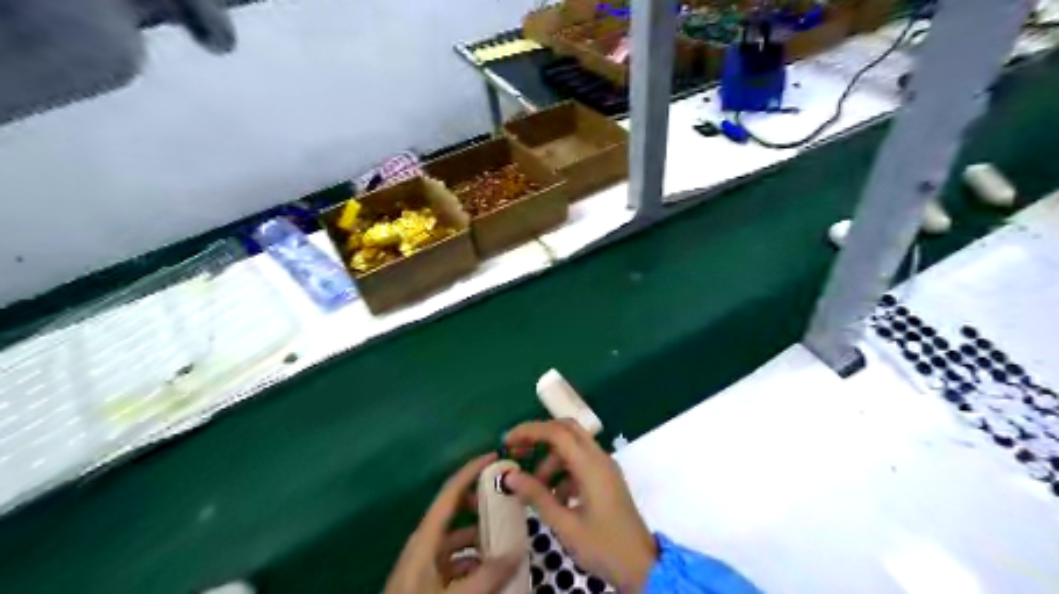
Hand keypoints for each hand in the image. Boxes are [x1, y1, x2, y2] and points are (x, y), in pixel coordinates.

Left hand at [388, 455, 521, 593]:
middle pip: (454, 510)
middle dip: (481, 498)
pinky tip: (490, 565)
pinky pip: (454, 557)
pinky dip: (473, 554)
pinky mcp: (427, 580)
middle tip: (509, 494)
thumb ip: (488, 573)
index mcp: (426, 537)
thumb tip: (518, 548)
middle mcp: (424, 542)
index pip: (450, 491)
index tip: (496, 457)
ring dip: (479, 528)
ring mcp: (424, 562)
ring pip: (456, 535)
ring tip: (507, 530)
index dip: (472, 470)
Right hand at [501, 420, 654, 590]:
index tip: (507, 441)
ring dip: (551, 460)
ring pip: (573, 447)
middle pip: (567, 430)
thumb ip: (537, 496)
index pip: (557, 432)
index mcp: (591, 465)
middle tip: (517, 451)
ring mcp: (605, 467)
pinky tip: (555, 498)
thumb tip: (510, 476)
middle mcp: (600, 458)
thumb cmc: (603, 546)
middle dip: (539, 436)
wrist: (641, 567)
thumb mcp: (565, 524)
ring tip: (534, 488)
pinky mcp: (606, 479)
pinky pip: (581, 463)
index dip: (530, 431)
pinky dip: (563, 472)